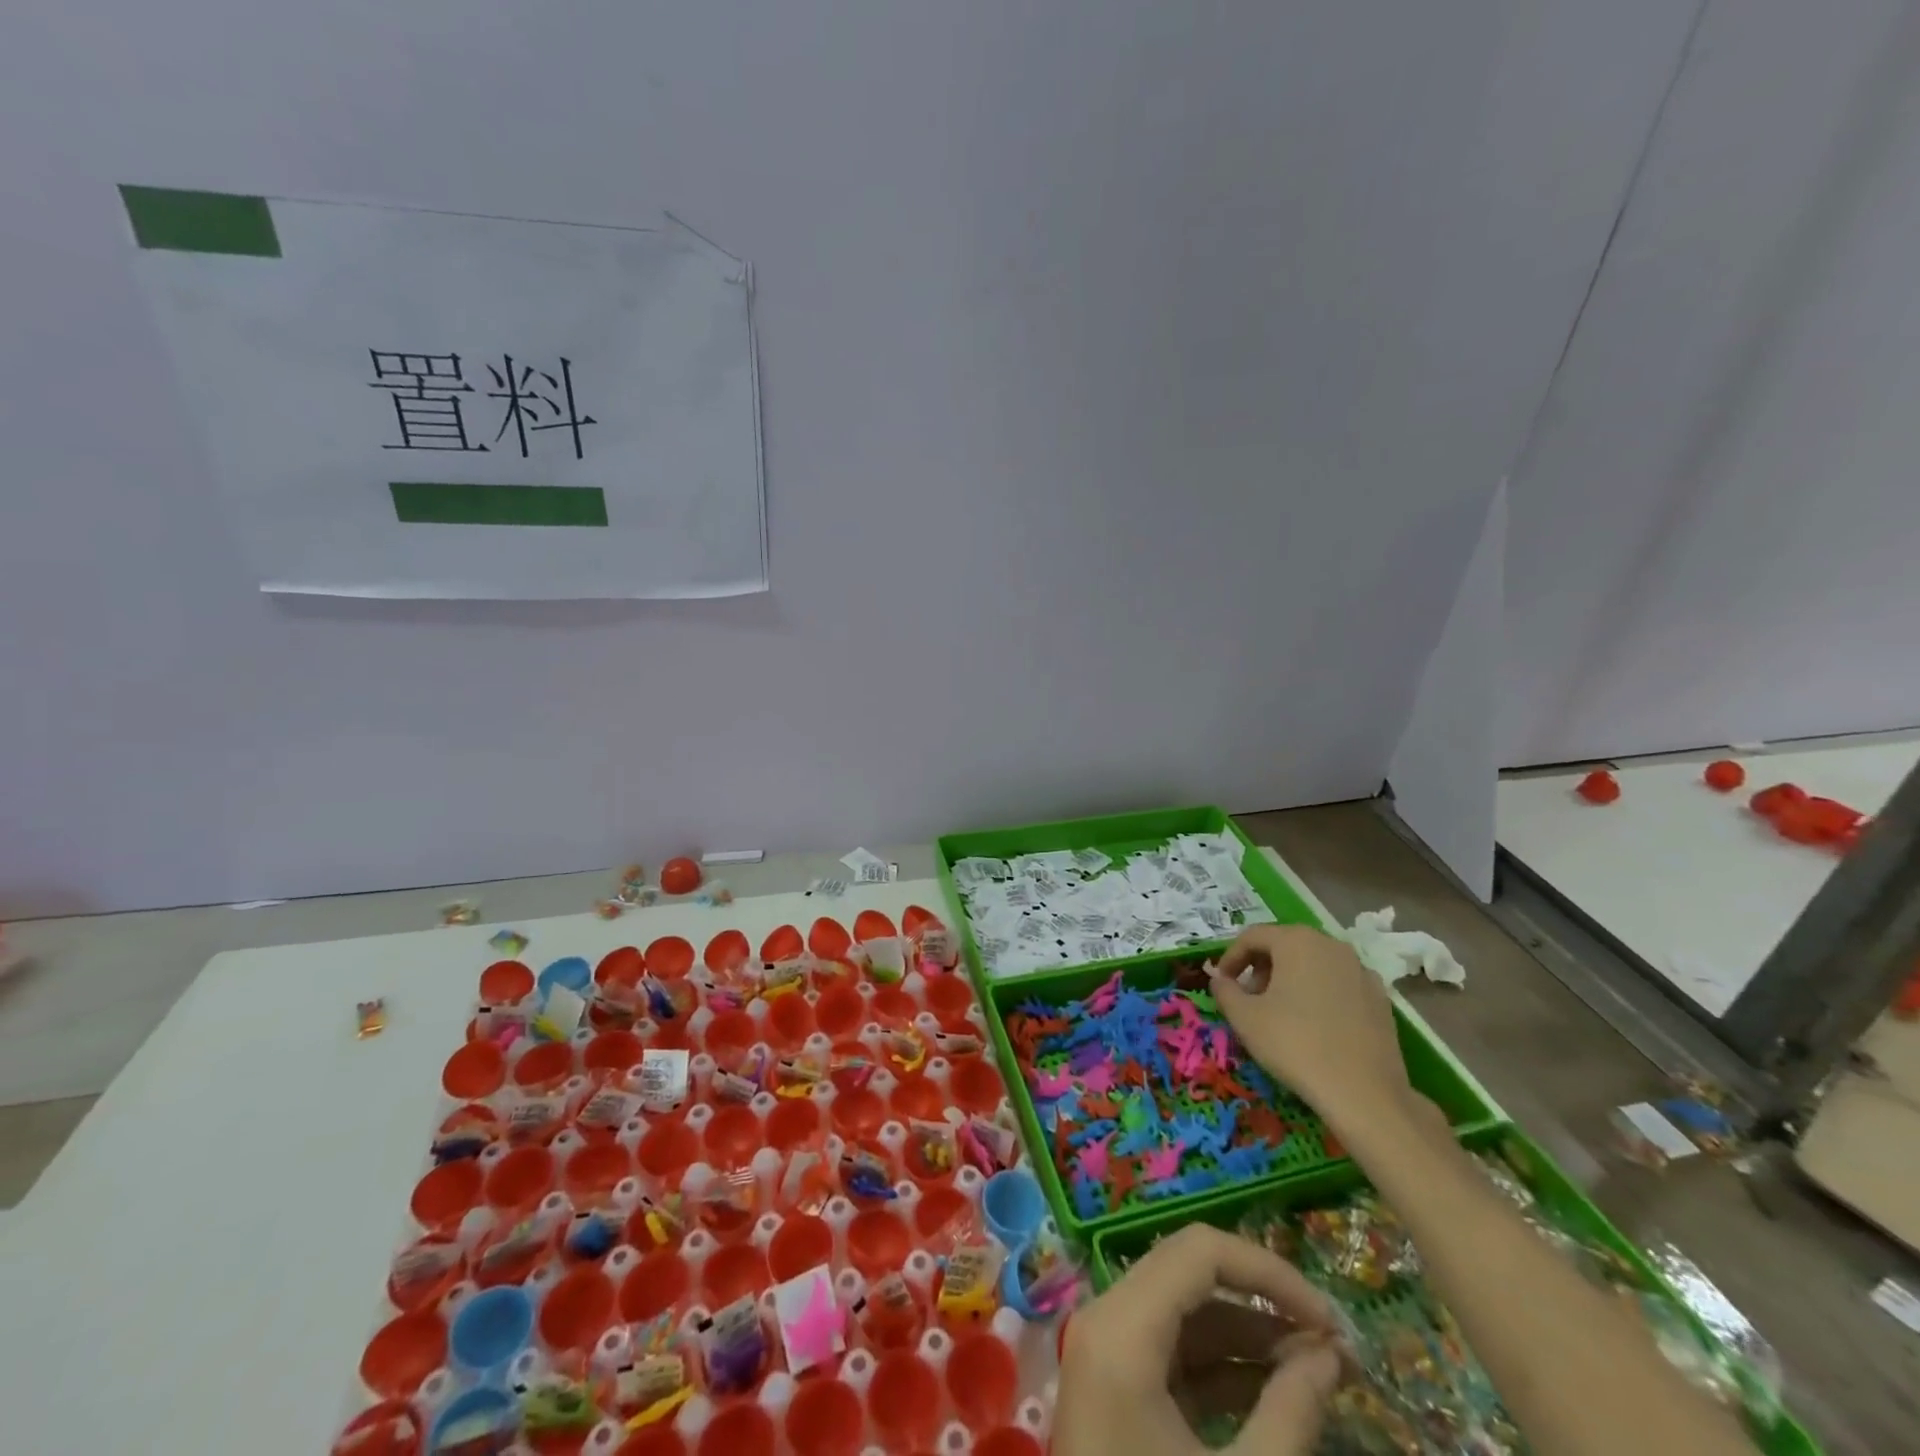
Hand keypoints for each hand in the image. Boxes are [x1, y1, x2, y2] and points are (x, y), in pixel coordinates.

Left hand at [1054, 1224, 1343, 1455]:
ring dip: (1249, 1332)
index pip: (1200, 1253)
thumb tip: (1330, 1353)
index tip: (1333, 1322)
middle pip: (1189, 1273)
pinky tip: (1278, 1391)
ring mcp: (1107, 1352)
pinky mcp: (1116, 1386)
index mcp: (1123, 1328)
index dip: (1270, 1272)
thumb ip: (1290, 1412)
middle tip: (1332, 1344)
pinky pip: (1174, 1351)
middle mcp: (1107, 1320)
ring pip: (1184, 1311)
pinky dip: (1224, 1363)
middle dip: (1263, 1300)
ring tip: (1319, 1369)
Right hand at [1210, 925, 1411, 1134]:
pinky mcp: (1380, 998)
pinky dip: (1320, 993)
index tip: (1222, 982)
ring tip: (1280, 1012)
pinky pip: (1338, 984)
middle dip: (1261, 967)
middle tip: (1249, 998)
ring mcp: (1360, 970)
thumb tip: (1220, 979)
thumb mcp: (1244, 1017)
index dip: (1231, 957)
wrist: (1364, 1093)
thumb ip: (1225, 990)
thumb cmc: (1295, 1044)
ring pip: (1313, 963)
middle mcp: (1331, 945)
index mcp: (1297, 941)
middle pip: (1285, 945)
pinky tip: (1315, 1025)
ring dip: (1290, 979)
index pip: (1252, 936)